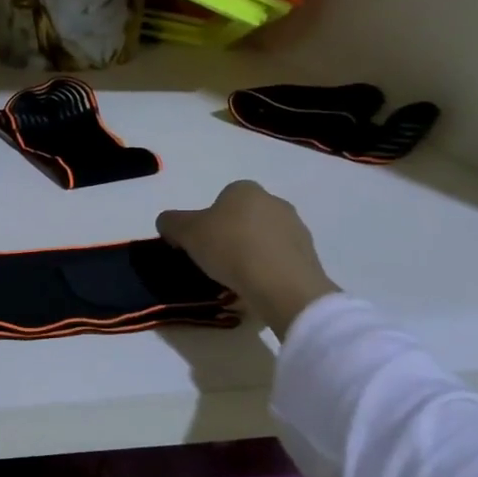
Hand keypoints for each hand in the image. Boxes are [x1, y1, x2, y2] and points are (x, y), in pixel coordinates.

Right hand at [157, 181, 338, 335]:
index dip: (204, 223)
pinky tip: (257, 287)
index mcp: (244, 189)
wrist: (283, 285)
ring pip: (262, 239)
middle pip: (242, 219)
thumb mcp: (186, 232)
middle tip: (214, 262)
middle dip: (229, 236)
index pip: (219, 200)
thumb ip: (171, 222)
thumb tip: (169, 224)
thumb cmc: (230, 248)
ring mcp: (296, 228)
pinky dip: (267, 270)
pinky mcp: (309, 255)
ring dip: (250, 254)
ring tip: (236, 280)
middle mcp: (274, 201)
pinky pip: (279, 260)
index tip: (196, 246)